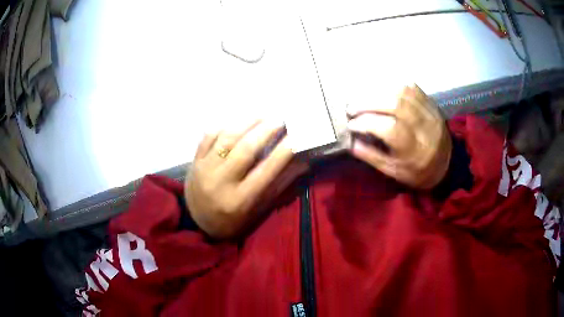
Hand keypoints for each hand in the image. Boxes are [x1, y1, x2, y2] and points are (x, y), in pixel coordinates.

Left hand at [185, 119, 306, 238]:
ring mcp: (204, 169)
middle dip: (265, 131)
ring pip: (227, 138)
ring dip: (247, 123)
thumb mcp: (258, 210)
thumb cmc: (232, 221)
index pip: (265, 171)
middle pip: (245, 150)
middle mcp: (221, 183)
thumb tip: (303, 163)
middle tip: (280, 119)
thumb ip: (279, 185)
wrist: (197, 222)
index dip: (283, 152)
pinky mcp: (195, 161)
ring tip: (263, 115)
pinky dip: (225, 125)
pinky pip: (209, 136)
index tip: (296, 136)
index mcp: (240, 200)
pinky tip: (238, 121)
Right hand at [347, 84, 451, 188]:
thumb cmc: (418, 172)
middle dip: (368, 102)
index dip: (367, 122)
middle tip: (352, 107)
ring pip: (402, 91)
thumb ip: (373, 157)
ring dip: (378, 91)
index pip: (390, 128)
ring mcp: (429, 112)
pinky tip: (381, 91)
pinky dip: (392, 86)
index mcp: (415, 151)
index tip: (351, 125)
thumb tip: (350, 141)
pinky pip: (411, 87)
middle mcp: (424, 128)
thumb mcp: (394, 172)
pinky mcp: (431, 103)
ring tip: (363, 97)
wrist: (447, 164)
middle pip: (396, 104)